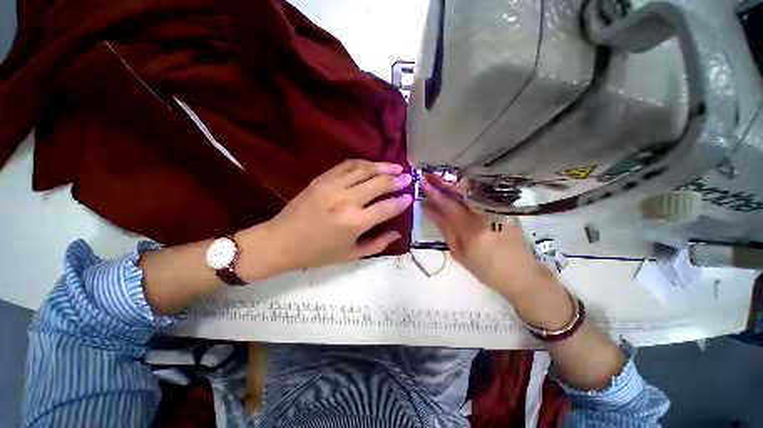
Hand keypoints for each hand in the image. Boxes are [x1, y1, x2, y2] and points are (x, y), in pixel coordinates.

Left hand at [259, 160, 412, 271]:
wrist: (281, 241)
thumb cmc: (317, 253)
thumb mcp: (350, 255)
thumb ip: (378, 244)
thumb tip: (398, 233)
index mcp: (355, 222)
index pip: (387, 207)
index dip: (402, 201)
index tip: (410, 197)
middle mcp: (347, 200)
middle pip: (379, 183)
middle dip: (397, 179)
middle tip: (408, 177)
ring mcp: (333, 186)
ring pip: (365, 169)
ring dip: (383, 166)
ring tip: (396, 166)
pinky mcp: (322, 178)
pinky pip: (347, 165)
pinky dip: (363, 163)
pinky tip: (372, 165)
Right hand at [421, 174, 542, 296]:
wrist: (520, 274)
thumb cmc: (485, 269)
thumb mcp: (458, 252)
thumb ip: (444, 228)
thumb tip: (429, 210)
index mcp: (471, 230)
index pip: (448, 205)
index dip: (434, 193)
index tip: (423, 182)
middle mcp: (485, 214)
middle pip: (461, 192)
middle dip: (444, 183)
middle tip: (430, 177)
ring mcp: (497, 210)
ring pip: (472, 191)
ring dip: (454, 185)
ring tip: (441, 182)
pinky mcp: (504, 209)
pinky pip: (481, 195)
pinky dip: (467, 191)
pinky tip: (459, 189)